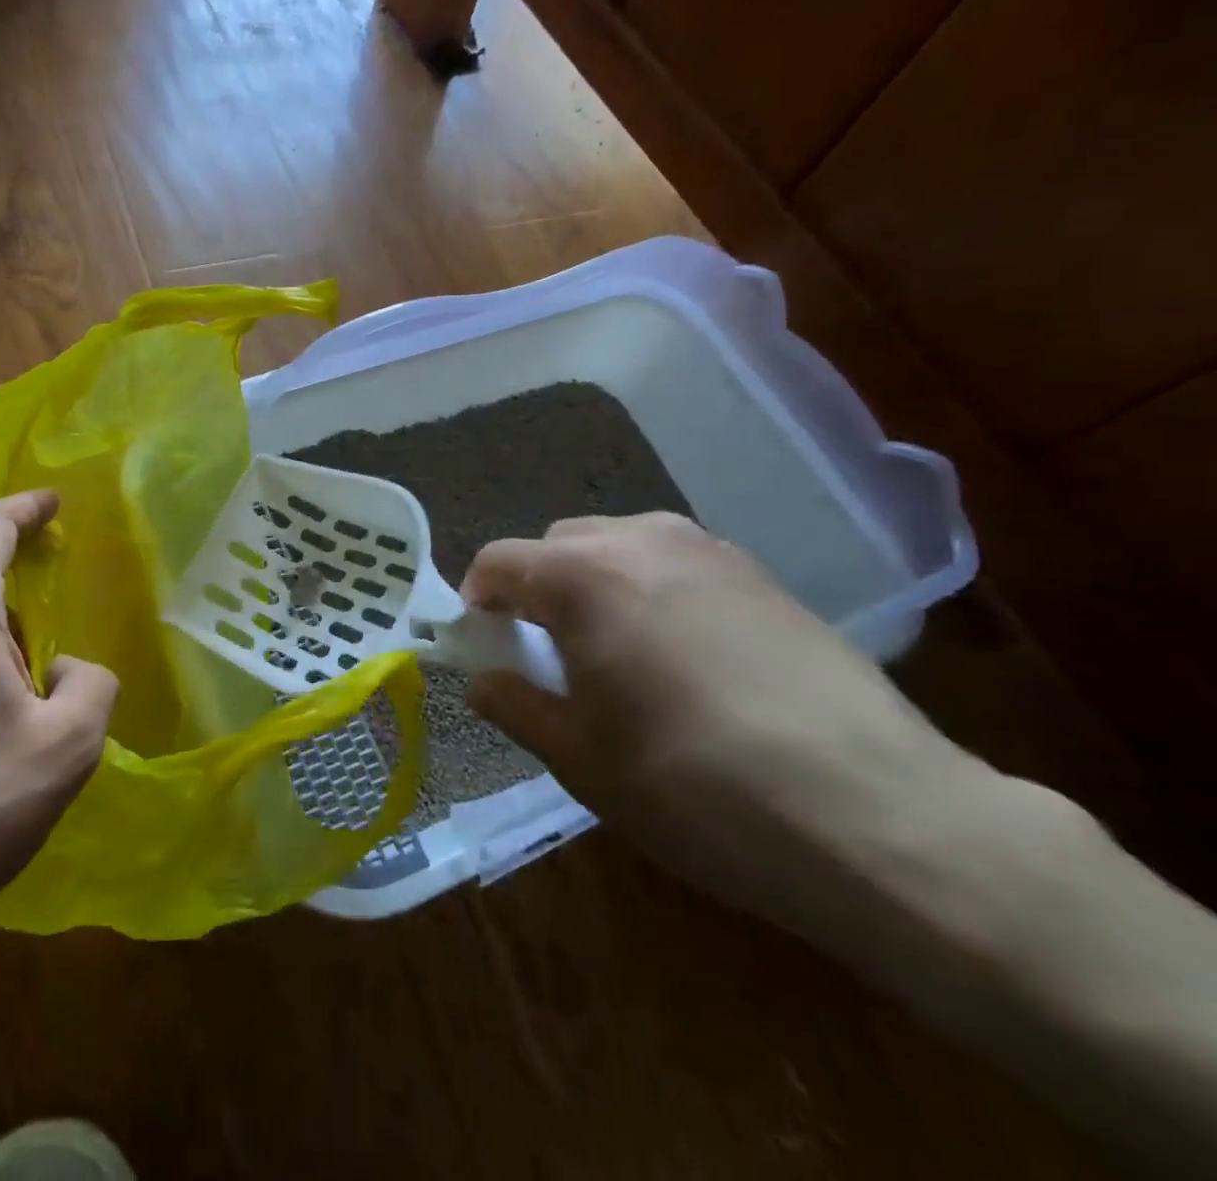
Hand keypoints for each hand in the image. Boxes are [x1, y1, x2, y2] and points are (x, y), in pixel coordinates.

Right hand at [463, 513, 972, 925]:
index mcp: (582, 575)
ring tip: (616, 653)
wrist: (879, 816)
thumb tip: (481, 677)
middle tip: (549, 654)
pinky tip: (683, 657)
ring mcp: (709, 550)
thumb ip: (513, 703)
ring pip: (619, 546)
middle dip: (537, 588)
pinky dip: (651, 590)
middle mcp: (640, 540)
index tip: (486, 646)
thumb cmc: (695, 787)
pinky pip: (676, 563)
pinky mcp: (763, 575)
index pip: (498, 561)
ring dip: (594, 584)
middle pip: (558, 544)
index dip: (477, 600)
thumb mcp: (579, 758)